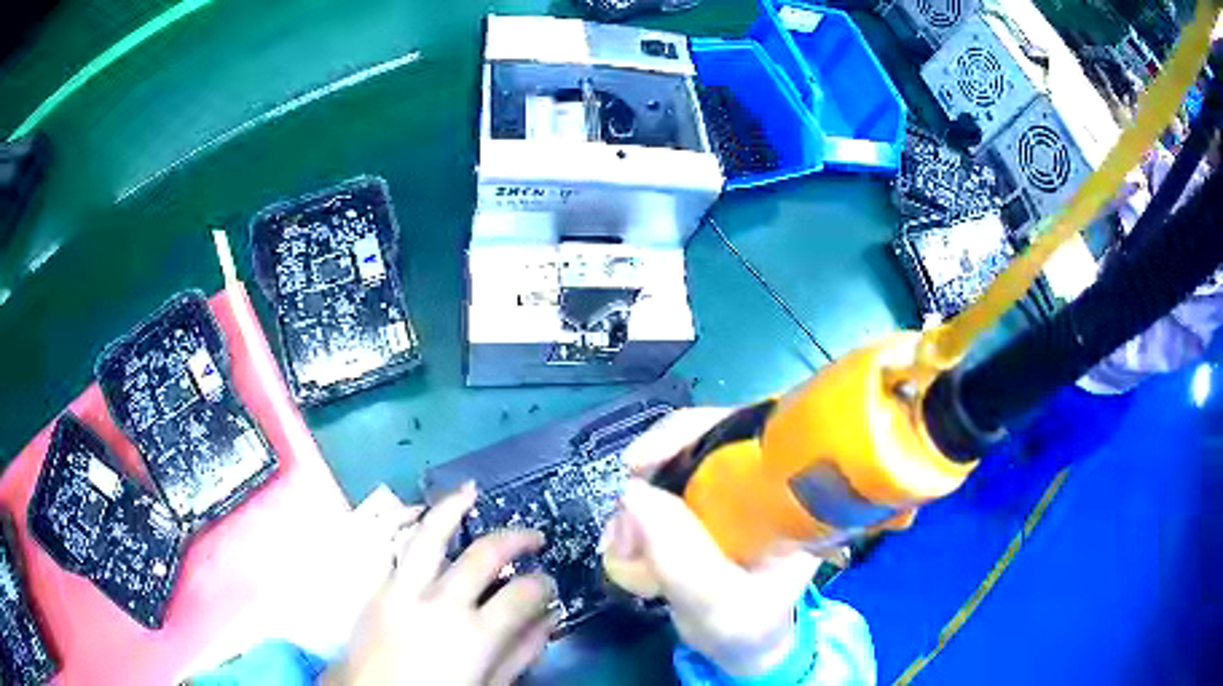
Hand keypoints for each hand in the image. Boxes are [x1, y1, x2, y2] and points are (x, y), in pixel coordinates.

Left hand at [324, 484, 559, 685]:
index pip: (522, 594)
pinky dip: (411, 528)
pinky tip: (422, 517)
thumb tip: (547, 621)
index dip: (543, 585)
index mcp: (474, 634)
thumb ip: (519, 654)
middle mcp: (440, 603)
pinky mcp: (376, 588)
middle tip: (534, 536)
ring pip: (429, 535)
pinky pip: (395, 548)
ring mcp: (402, 590)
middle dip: (516, 539)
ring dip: (452, 509)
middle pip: (484, 555)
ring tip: (470, 492)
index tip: (548, 584)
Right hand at [602, 409, 821, 677]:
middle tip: (622, 523)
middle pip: (706, 439)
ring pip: (678, 463)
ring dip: (639, 498)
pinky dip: (637, 510)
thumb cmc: (747, 629)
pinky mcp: (708, 505)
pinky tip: (624, 542)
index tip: (639, 463)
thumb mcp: (720, 607)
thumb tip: (633, 492)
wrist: (745, 648)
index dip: (691, 432)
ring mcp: (735, 490)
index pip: (751, 429)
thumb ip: (682, 560)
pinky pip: (665, 488)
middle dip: (652, 471)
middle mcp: (767, 481)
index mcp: (792, 495)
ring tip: (619, 545)